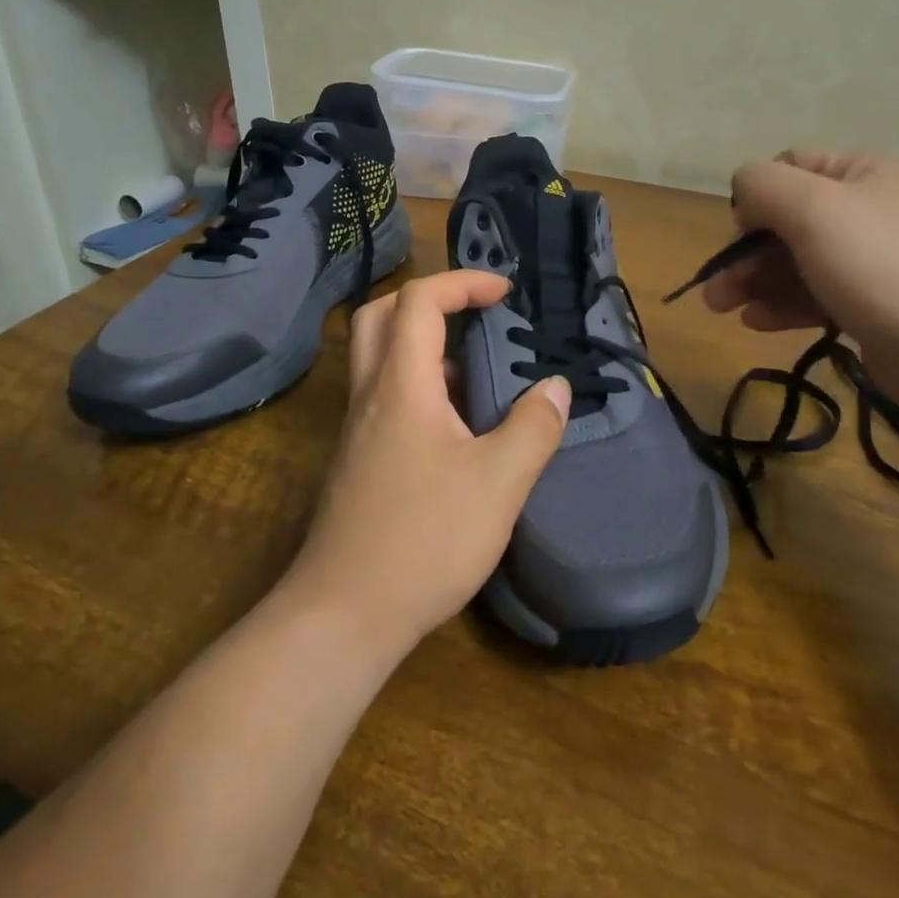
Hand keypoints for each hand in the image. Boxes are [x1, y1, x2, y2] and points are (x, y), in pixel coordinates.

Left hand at [284, 270, 570, 657]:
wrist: (343, 614)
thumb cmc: (424, 541)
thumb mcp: (498, 484)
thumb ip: (533, 429)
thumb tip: (555, 387)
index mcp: (402, 385)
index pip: (419, 301)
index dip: (462, 283)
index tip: (504, 292)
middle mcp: (370, 395)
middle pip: (381, 314)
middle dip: (429, 298)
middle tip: (474, 313)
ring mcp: (357, 428)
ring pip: (377, 356)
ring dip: (422, 341)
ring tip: (476, 367)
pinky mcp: (357, 459)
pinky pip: (383, 394)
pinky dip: (417, 382)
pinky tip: (456, 424)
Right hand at [703, 150, 898, 411]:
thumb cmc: (881, 268)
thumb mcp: (812, 209)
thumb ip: (763, 185)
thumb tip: (744, 191)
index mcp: (864, 172)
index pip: (790, 168)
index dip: (755, 198)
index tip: (737, 236)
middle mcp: (872, 209)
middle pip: (789, 221)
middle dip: (746, 253)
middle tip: (715, 289)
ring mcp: (876, 260)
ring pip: (799, 262)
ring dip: (756, 282)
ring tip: (723, 309)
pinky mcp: (877, 305)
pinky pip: (818, 295)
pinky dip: (784, 305)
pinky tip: (757, 323)